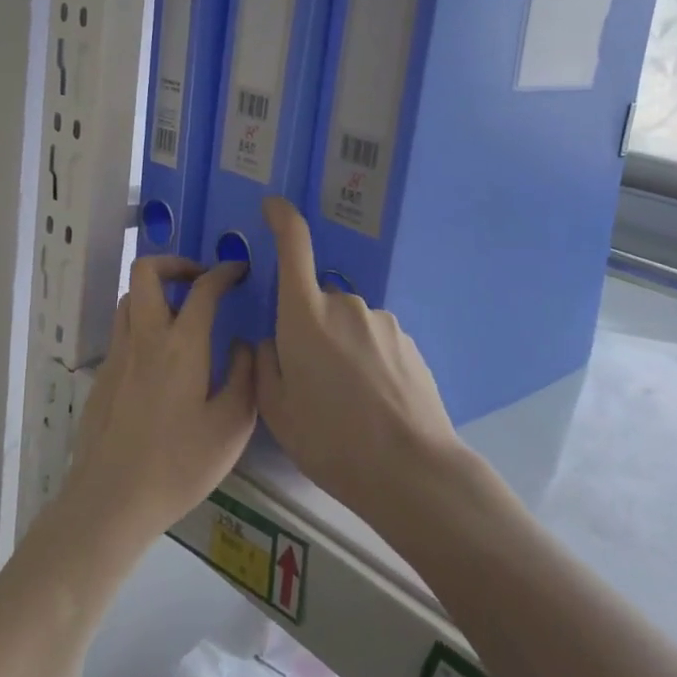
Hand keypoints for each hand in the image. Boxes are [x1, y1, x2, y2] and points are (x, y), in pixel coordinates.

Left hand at [67, 255, 257, 544]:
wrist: (111, 500)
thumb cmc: (179, 465)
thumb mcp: (231, 427)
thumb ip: (243, 377)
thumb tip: (243, 346)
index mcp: (181, 345)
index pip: (203, 288)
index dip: (224, 272)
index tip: (240, 271)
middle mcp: (144, 338)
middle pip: (146, 271)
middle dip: (176, 263)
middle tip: (200, 281)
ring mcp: (117, 355)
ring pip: (130, 297)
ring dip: (156, 291)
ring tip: (181, 313)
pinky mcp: (102, 376)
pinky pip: (122, 329)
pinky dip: (143, 322)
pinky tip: (161, 357)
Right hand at [256, 198, 462, 528]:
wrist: (410, 470)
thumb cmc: (331, 440)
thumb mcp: (277, 410)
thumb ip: (266, 364)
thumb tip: (273, 341)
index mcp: (305, 316)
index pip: (293, 246)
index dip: (282, 219)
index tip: (274, 206)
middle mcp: (344, 306)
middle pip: (316, 302)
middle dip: (308, 329)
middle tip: (310, 382)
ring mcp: (381, 321)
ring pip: (346, 324)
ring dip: (340, 348)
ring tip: (347, 402)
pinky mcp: (408, 341)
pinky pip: (374, 340)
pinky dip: (367, 361)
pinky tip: (375, 403)